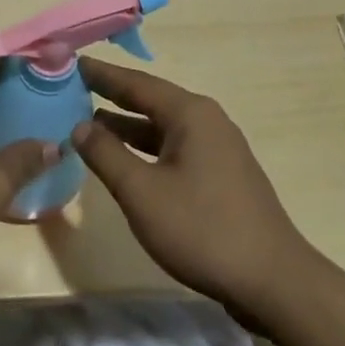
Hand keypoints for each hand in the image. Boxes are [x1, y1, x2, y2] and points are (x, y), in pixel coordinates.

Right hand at [71, 56, 315, 316]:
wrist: (273, 282)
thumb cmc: (202, 229)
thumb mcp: (141, 192)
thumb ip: (105, 154)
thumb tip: (79, 126)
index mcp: (190, 114)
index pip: (136, 83)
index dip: (101, 74)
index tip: (71, 63)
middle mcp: (207, 121)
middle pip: (150, 100)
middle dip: (111, 96)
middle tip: (72, 89)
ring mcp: (218, 149)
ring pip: (161, 127)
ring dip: (126, 126)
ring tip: (87, 124)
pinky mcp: (222, 175)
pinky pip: (174, 148)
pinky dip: (145, 147)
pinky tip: (125, 161)